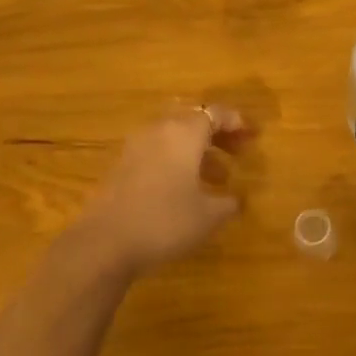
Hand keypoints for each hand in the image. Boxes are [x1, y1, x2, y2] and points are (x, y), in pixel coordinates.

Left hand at [74, 105, 252, 274]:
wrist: (103, 242)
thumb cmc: (164, 221)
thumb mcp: (207, 216)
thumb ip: (227, 203)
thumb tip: (236, 200)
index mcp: (184, 133)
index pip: (215, 113)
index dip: (236, 122)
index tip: (252, 136)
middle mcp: (159, 130)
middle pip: (192, 119)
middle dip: (217, 133)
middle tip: (236, 152)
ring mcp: (136, 146)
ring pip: (173, 136)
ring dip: (197, 149)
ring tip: (217, 176)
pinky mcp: (121, 165)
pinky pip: (157, 151)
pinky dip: (176, 160)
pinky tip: (185, 188)